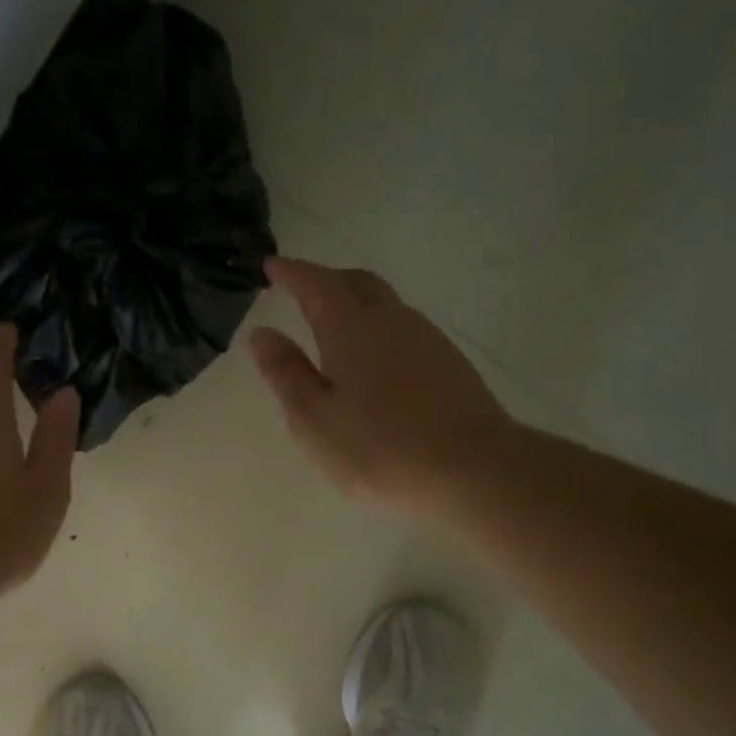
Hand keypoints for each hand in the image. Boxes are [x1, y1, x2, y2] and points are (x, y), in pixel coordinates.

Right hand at [250, 257, 515, 520]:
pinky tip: (374, 362)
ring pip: (385, 306)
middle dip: (327, 280)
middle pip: (357, 283)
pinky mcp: (449, 365)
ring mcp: (427, 340)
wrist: (472, 469)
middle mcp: (391, 320)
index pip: (315, 284)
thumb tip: (263, 333)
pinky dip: (379, 331)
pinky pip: (404, 331)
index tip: (272, 265)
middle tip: (303, 289)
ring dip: (356, 305)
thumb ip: (285, 374)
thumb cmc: (378, 448)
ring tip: (335, 327)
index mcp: (350, 328)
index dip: (291, 272)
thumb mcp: (314, 419)